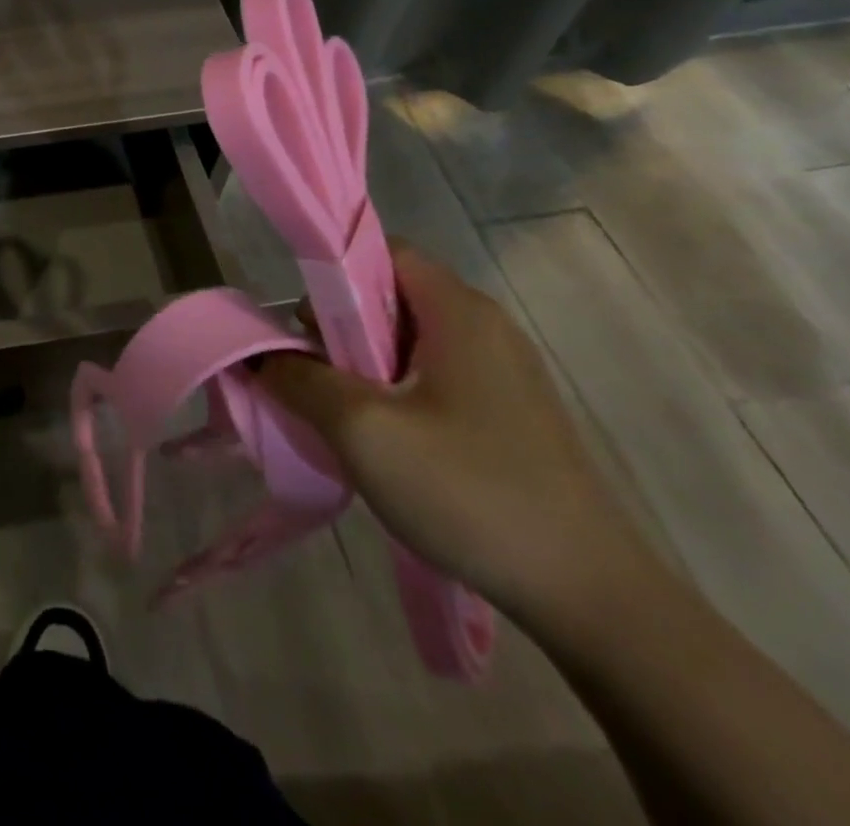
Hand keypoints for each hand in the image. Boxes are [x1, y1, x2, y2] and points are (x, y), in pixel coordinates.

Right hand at [257, 242, 648, 625]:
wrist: (590, 597)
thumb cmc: (469, 492)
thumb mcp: (362, 431)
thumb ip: (299, 379)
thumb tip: (259, 356)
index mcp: (458, 311)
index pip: (382, 252)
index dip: (331, 274)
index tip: (302, 324)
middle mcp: (485, 326)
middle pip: (392, 296)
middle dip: (340, 327)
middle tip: (312, 376)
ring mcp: (503, 372)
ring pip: (409, 341)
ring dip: (363, 365)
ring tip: (342, 415)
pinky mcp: (510, 413)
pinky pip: (433, 377)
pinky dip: (395, 392)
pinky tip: (385, 443)